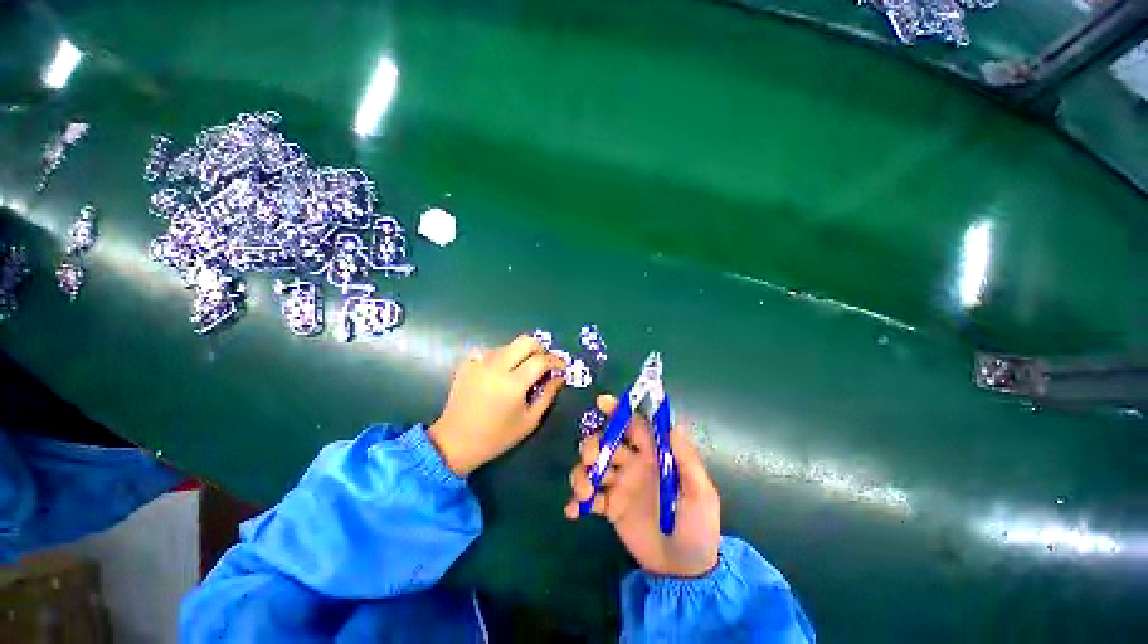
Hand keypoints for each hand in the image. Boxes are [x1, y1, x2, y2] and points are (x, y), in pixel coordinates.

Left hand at [429, 335, 565, 476]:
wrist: (455, 441)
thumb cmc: (496, 436)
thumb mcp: (529, 421)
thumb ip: (548, 395)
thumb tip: (559, 377)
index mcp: (513, 384)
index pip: (541, 360)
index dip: (555, 361)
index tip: (561, 367)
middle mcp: (496, 367)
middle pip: (526, 341)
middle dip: (540, 349)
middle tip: (543, 363)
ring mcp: (479, 363)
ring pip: (509, 345)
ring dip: (520, 354)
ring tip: (521, 372)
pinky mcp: (468, 364)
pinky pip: (491, 351)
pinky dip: (502, 358)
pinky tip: (500, 373)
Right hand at [564, 396, 720, 577]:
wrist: (686, 571)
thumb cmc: (698, 526)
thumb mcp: (700, 493)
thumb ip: (686, 460)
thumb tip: (673, 425)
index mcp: (653, 455)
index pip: (633, 424)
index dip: (618, 410)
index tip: (601, 403)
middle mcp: (633, 464)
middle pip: (605, 442)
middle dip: (593, 445)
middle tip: (592, 461)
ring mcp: (619, 485)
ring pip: (591, 467)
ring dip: (581, 474)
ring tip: (585, 495)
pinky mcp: (609, 507)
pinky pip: (588, 498)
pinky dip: (576, 501)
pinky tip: (573, 512)